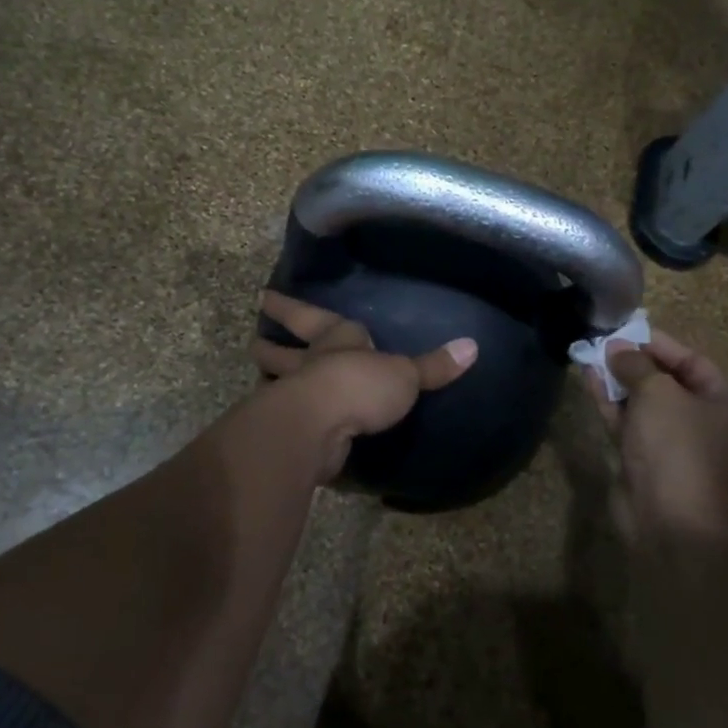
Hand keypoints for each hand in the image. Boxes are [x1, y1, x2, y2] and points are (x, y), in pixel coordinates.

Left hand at [252, 291, 478, 481]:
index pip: (311, 317)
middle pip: (283, 350)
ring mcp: (294, 396)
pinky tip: (285, 423)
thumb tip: (473, 346)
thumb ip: (434, 366)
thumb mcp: (405, 375)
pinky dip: (282, 416)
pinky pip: (286, 418)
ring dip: (270, 378)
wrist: (319, 424)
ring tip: (262, 378)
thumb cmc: (361, 386)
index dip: (290, 308)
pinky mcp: (291, 430)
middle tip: (255, 341)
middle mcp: (311, 363)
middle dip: (270, 344)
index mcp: (337, 340)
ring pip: (276, 381)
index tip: (266, 297)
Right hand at [586, 330, 727, 540]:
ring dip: (618, 381)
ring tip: (589, 356)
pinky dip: (613, 403)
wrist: (666, 518)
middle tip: (603, 344)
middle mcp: (708, 421)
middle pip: (668, 381)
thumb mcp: (657, 392)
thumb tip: (616, 347)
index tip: (624, 330)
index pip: (692, 360)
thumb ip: (636, 363)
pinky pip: (631, 422)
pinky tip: (589, 380)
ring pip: (645, 402)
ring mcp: (677, 443)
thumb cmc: (675, 445)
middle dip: (634, 362)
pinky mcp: (650, 460)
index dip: (657, 344)